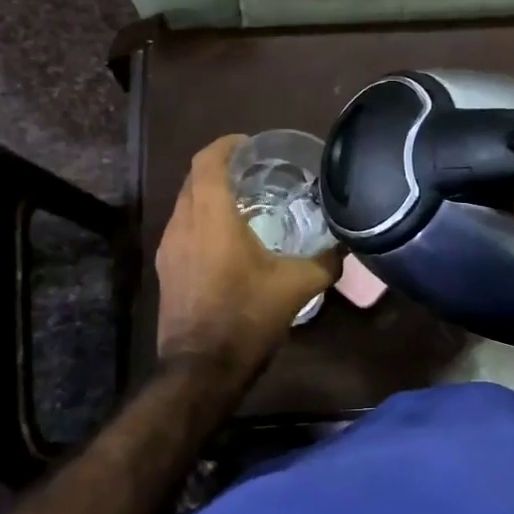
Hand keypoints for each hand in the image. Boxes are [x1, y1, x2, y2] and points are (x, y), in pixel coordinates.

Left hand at [155, 136, 341, 380]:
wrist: (201, 369)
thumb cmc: (247, 317)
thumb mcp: (297, 287)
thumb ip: (326, 261)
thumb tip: (347, 246)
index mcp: (212, 217)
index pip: (208, 162)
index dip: (226, 145)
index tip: (251, 144)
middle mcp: (183, 224)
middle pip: (194, 178)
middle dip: (220, 167)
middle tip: (254, 170)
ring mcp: (169, 247)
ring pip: (185, 203)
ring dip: (208, 194)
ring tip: (243, 201)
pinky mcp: (166, 268)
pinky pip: (182, 227)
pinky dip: (201, 219)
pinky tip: (226, 239)